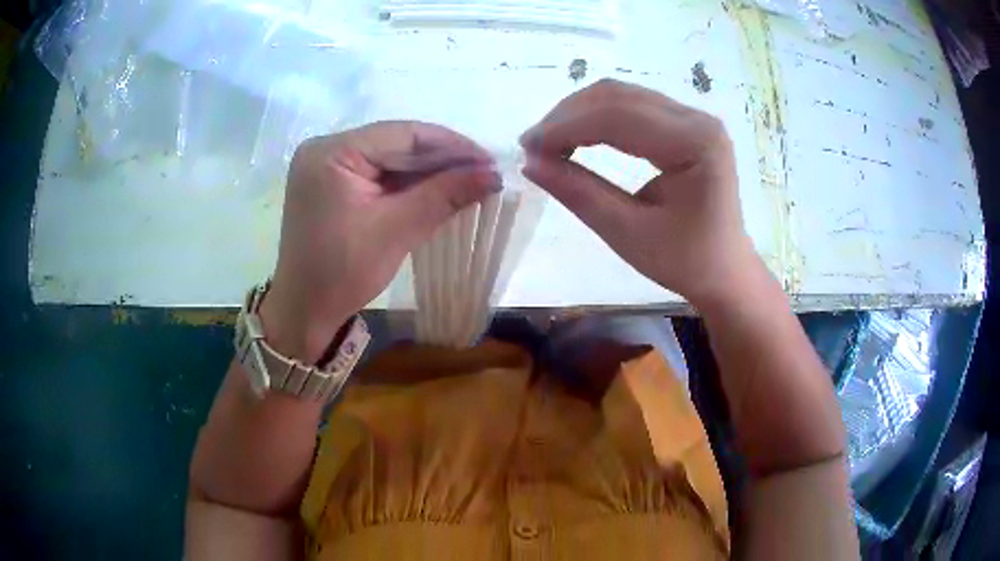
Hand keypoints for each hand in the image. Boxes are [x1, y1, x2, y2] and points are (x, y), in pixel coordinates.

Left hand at [261, 121, 499, 361]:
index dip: (451, 145)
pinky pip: (377, 175)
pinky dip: (408, 185)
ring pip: (389, 160)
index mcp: (332, 152)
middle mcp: (326, 149)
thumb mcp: (397, 229)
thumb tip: (494, 174)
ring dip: (428, 172)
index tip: (490, 160)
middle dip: (442, 159)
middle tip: (485, 172)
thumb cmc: (343, 272)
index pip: (402, 135)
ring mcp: (327, 167)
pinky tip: (439, 190)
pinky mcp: (332, 185)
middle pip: (395, 144)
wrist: (305, 310)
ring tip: (470, 181)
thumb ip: (445, 194)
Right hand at [520, 79, 760, 308]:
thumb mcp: (628, 233)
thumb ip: (580, 193)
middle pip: (618, 96)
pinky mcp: (684, 122)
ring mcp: (692, 116)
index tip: (527, 148)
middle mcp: (697, 118)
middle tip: (533, 147)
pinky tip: (576, 136)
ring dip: (578, 113)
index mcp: (695, 143)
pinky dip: (596, 117)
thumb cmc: (684, 260)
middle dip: (567, 116)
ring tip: (549, 143)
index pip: (618, 117)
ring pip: (621, 95)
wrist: (723, 268)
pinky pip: (631, 105)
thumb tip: (529, 163)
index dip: (565, 127)